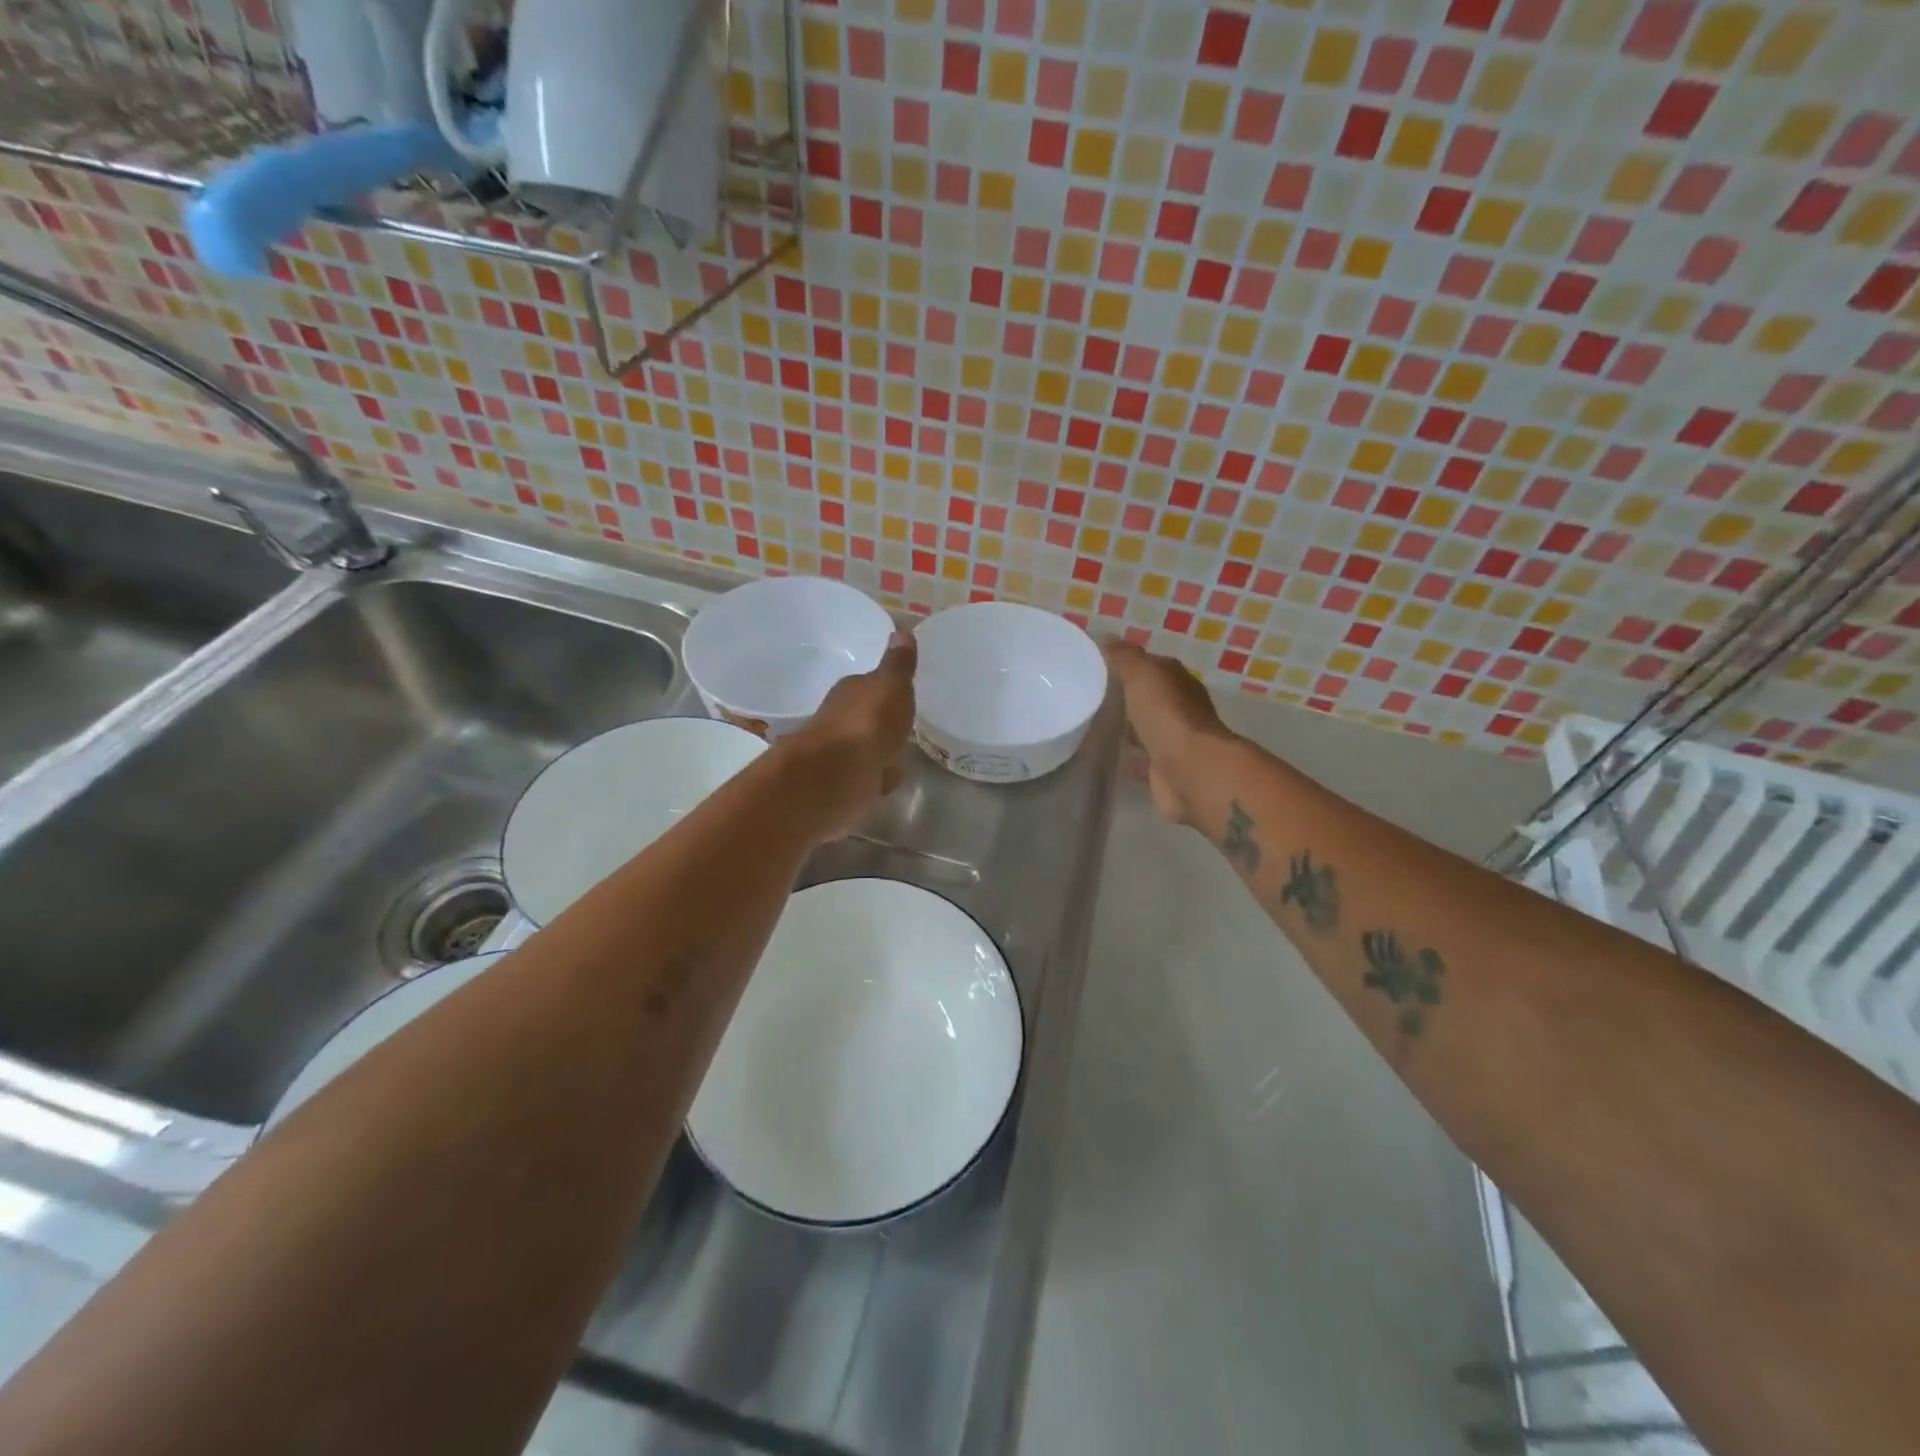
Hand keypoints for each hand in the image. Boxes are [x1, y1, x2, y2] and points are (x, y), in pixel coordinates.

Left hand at [778, 630, 917, 839]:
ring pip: (866, 752)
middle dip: (880, 726)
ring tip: (898, 758)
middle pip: (865, 720)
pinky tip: (885, 784)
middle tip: (903, 728)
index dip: (884, 692)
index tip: (901, 695)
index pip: (868, 687)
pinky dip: (874, 782)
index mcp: (850, 693)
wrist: (836, 778)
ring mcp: (839, 757)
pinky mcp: (842, 788)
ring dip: (877, 756)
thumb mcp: (891, 686)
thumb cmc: (867, 724)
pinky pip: (866, 781)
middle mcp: (839, 721)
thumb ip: (898, 665)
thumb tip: (900, 630)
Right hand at [1103, 641, 1232, 824]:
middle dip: (1127, 698)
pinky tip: (1107, 757)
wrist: (1189, 770)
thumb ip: (1124, 657)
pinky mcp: (1165, 770)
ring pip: (1146, 729)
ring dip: (1128, 729)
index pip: (1153, 667)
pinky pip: (1142, 759)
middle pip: (1150, 699)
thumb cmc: (1167, 715)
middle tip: (1092, 698)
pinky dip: (1129, 757)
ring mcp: (1174, 741)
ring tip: (1094, 727)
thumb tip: (1106, 637)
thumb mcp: (1142, 675)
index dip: (1129, 665)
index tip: (1099, 667)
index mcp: (1178, 682)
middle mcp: (1181, 709)